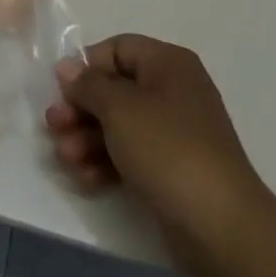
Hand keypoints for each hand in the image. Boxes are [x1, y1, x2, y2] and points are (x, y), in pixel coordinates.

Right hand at [46, 35, 265, 266]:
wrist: (221, 227)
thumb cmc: (167, 149)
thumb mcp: (120, 108)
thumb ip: (88, 85)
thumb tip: (67, 67)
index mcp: (168, 63)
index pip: (118, 49)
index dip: (87, 66)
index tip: (61, 90)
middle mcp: (174, 90)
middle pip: (116, 89)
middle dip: (82, 108)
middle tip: (54, 126)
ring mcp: (176, 133)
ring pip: (121, 125)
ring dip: (89, 138)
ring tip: (65, 157)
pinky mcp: (174, 171)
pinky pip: (133, 155)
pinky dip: (108, 162)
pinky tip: (86, 178)